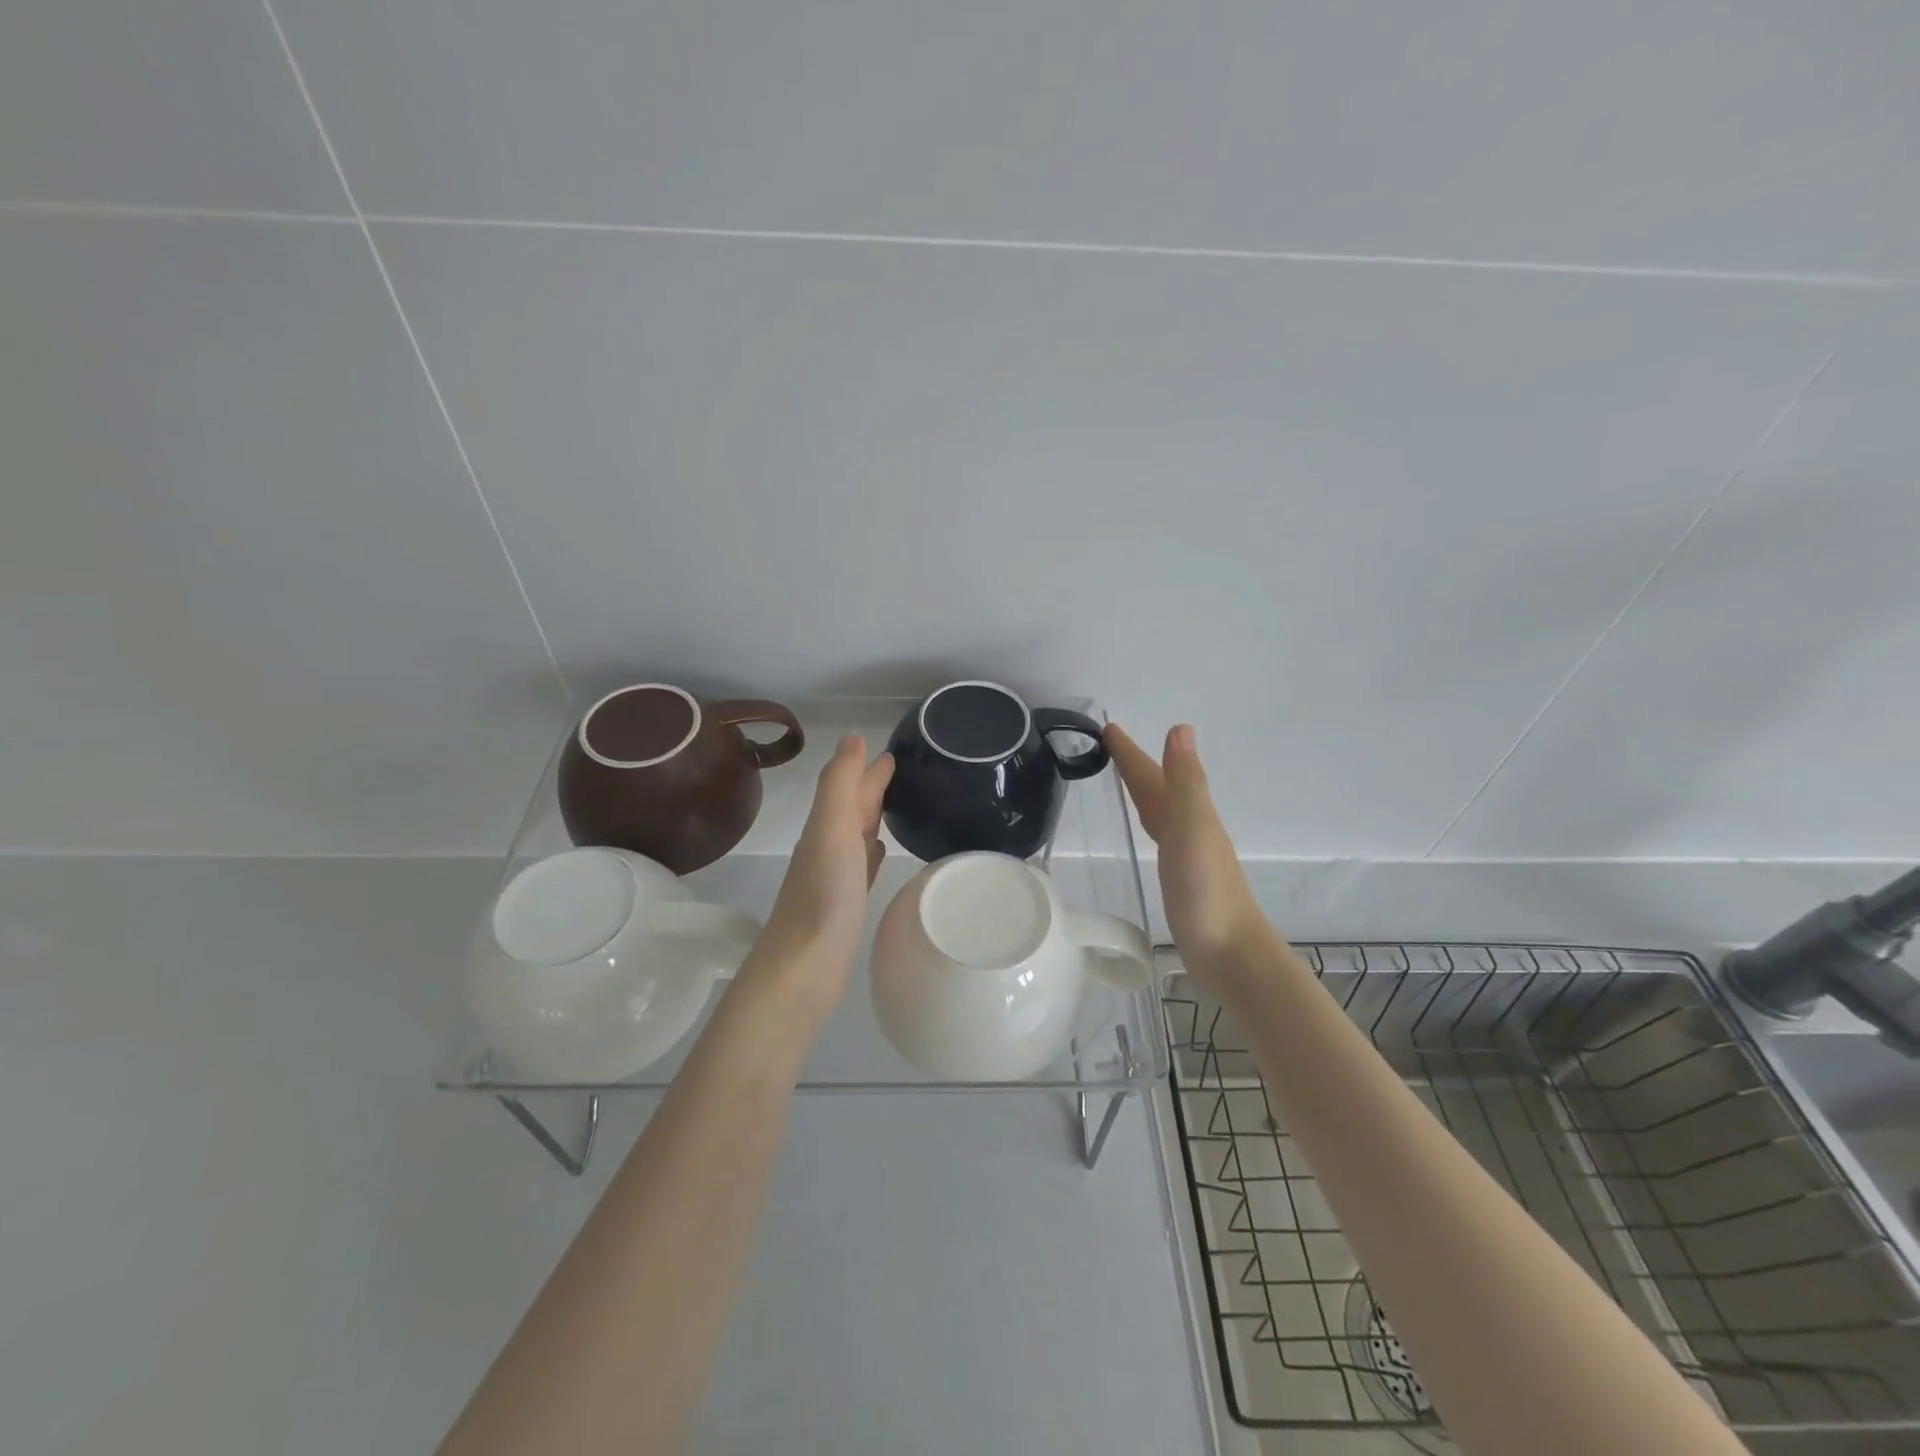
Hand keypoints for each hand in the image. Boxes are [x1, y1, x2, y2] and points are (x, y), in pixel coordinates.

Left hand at [740, 735, 894, 1017]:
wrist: (803, 967)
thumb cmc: (823, 895)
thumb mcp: (831, 829)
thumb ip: (840, 783)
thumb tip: (853, 737)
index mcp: (825, 826)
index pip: (849, 787)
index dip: (867, 769)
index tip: (892, 752)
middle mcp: (827, 847)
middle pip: (852, 809)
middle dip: (871, 788)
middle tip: (899, 772)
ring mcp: (834, 878)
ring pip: (856, 836)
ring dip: (872, 819)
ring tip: (894, 806)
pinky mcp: (844, 906)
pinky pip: (861, 868)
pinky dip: (871, 855)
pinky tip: (880, 853)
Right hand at [1105, 723, 1267, 980]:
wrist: (1230, 952)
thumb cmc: (1207, 891)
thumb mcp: (1192, 828)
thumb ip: (1185, 781)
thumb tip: (1181, 727)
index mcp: (1188, 813)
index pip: (1153, 774)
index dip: (1131, 752)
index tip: (1108, 727)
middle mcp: (1188, 828)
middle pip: (1157, 789)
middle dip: (1135, 766)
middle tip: (1109, 745)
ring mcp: (1186, 855)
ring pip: (1159, 811)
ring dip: (1144, 792)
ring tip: (1125, 781)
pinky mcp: (1180, 880)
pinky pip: (1160, 837)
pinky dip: (1150, 824)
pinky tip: (1150, 833)